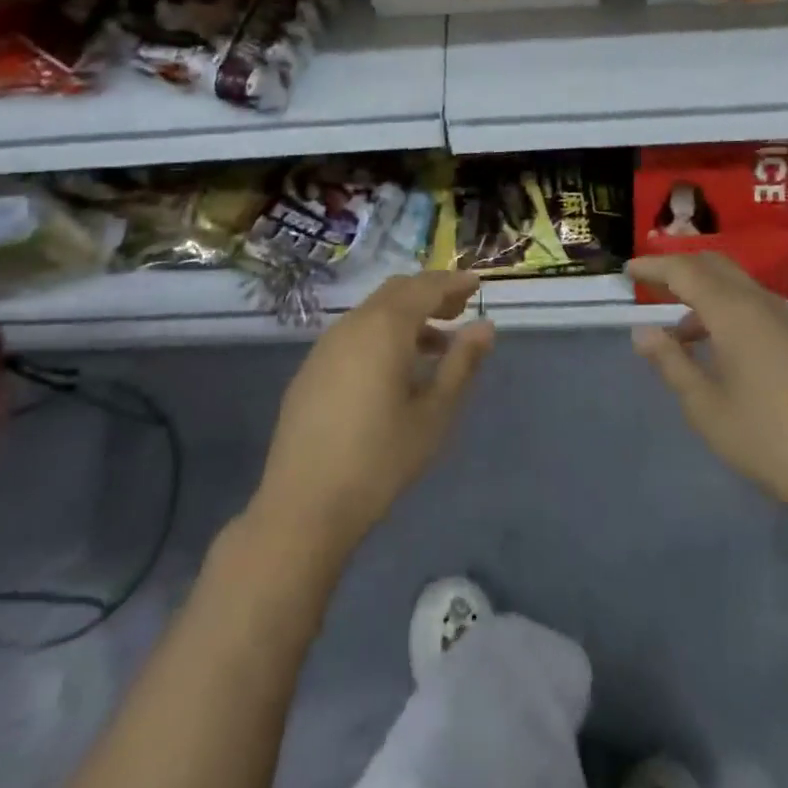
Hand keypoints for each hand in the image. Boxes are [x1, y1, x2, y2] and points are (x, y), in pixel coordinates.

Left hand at [253, 271, 492, 559]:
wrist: (303, 504)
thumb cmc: (379, 459)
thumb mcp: (433, 414)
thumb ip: (461, 364)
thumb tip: (485, 327)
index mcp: (385, 327)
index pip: (425, 287)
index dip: (453, 283)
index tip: (477, 285)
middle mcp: (353, 324)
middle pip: (397, 291)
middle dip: (430, 293)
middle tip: (459, 310)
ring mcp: (327, 345)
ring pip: (374, 311)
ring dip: (406, 316)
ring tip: (435, 345)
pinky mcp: (312, 368)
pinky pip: (355, 333)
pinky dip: (382, 334)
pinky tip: (395, 369)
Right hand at [627, 252, 787, 540]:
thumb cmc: (770, 441)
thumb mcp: (707, 408)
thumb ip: (672, 363)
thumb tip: (643, 331)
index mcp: (735, 313)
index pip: (686, 271)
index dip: (655, 266)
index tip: (628, 270)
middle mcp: (766, 305)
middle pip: (717, 266)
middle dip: (682, 268)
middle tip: (652, 284)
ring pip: (742, 288)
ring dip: (708, 296)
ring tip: (683, 335)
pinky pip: (762, 309)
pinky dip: (733, 314)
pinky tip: (728, 354)